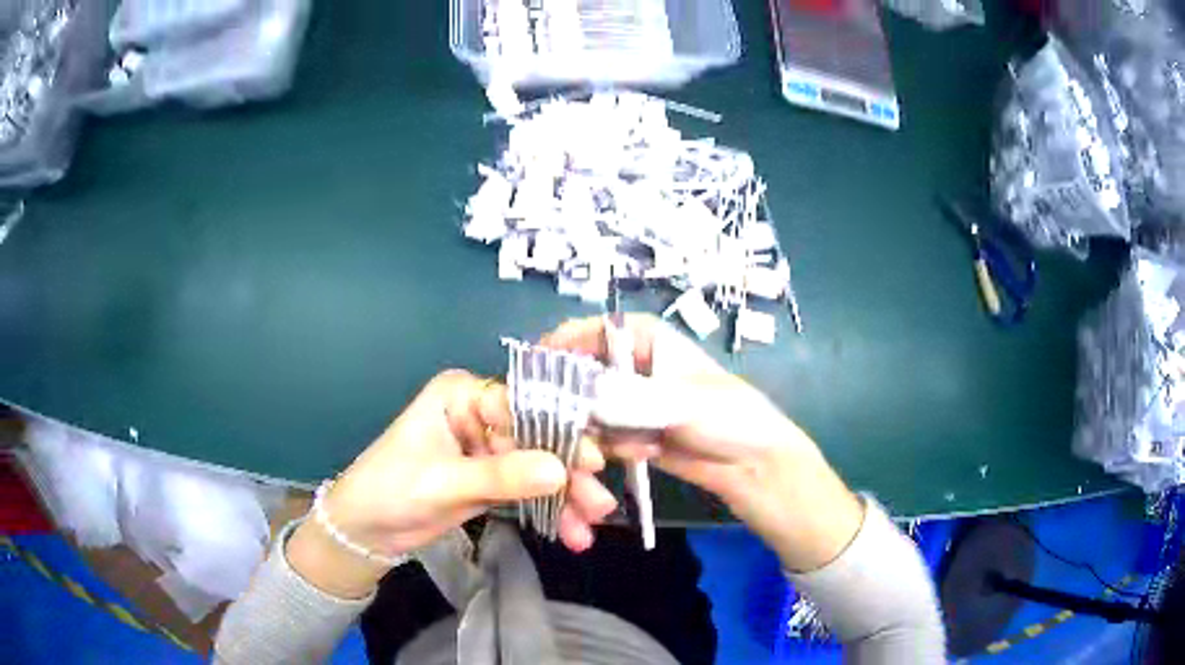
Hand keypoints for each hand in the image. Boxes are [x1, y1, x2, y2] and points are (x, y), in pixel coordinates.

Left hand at [288, 370, 617, 597]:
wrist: (363, 531)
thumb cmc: (390, 491)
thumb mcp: (443, 483)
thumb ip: (501, 476)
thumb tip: (560, 470)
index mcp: (461, 396)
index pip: (521, 405)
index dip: (560, 431)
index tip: (593, 461)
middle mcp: (478, 415)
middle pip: (537, 438)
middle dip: (568, 473)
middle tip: (599, 504)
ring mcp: (487, 449)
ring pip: (538, 468)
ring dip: (564, 497)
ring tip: (589, 527)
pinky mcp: (490, 480)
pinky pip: (528, 491)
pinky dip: (549, 510)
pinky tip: (570, 533)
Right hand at [542, 315, 864, 571]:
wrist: (756, 467)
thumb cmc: (730, 418)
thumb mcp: (682, 402)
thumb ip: (629, 397)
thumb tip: (577, 394)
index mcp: (646, 339)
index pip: (590, 332)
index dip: (559, 348)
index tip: (534, 376)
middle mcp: (631, 367)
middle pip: (579, 376)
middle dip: (573, 405)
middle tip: (575, 431)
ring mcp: (628, 404)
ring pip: (585, 414)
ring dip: (594, 436)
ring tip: (632, 450)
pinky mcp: (630, 436)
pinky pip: (600, 440)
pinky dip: (608, 452)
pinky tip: (642, 457)